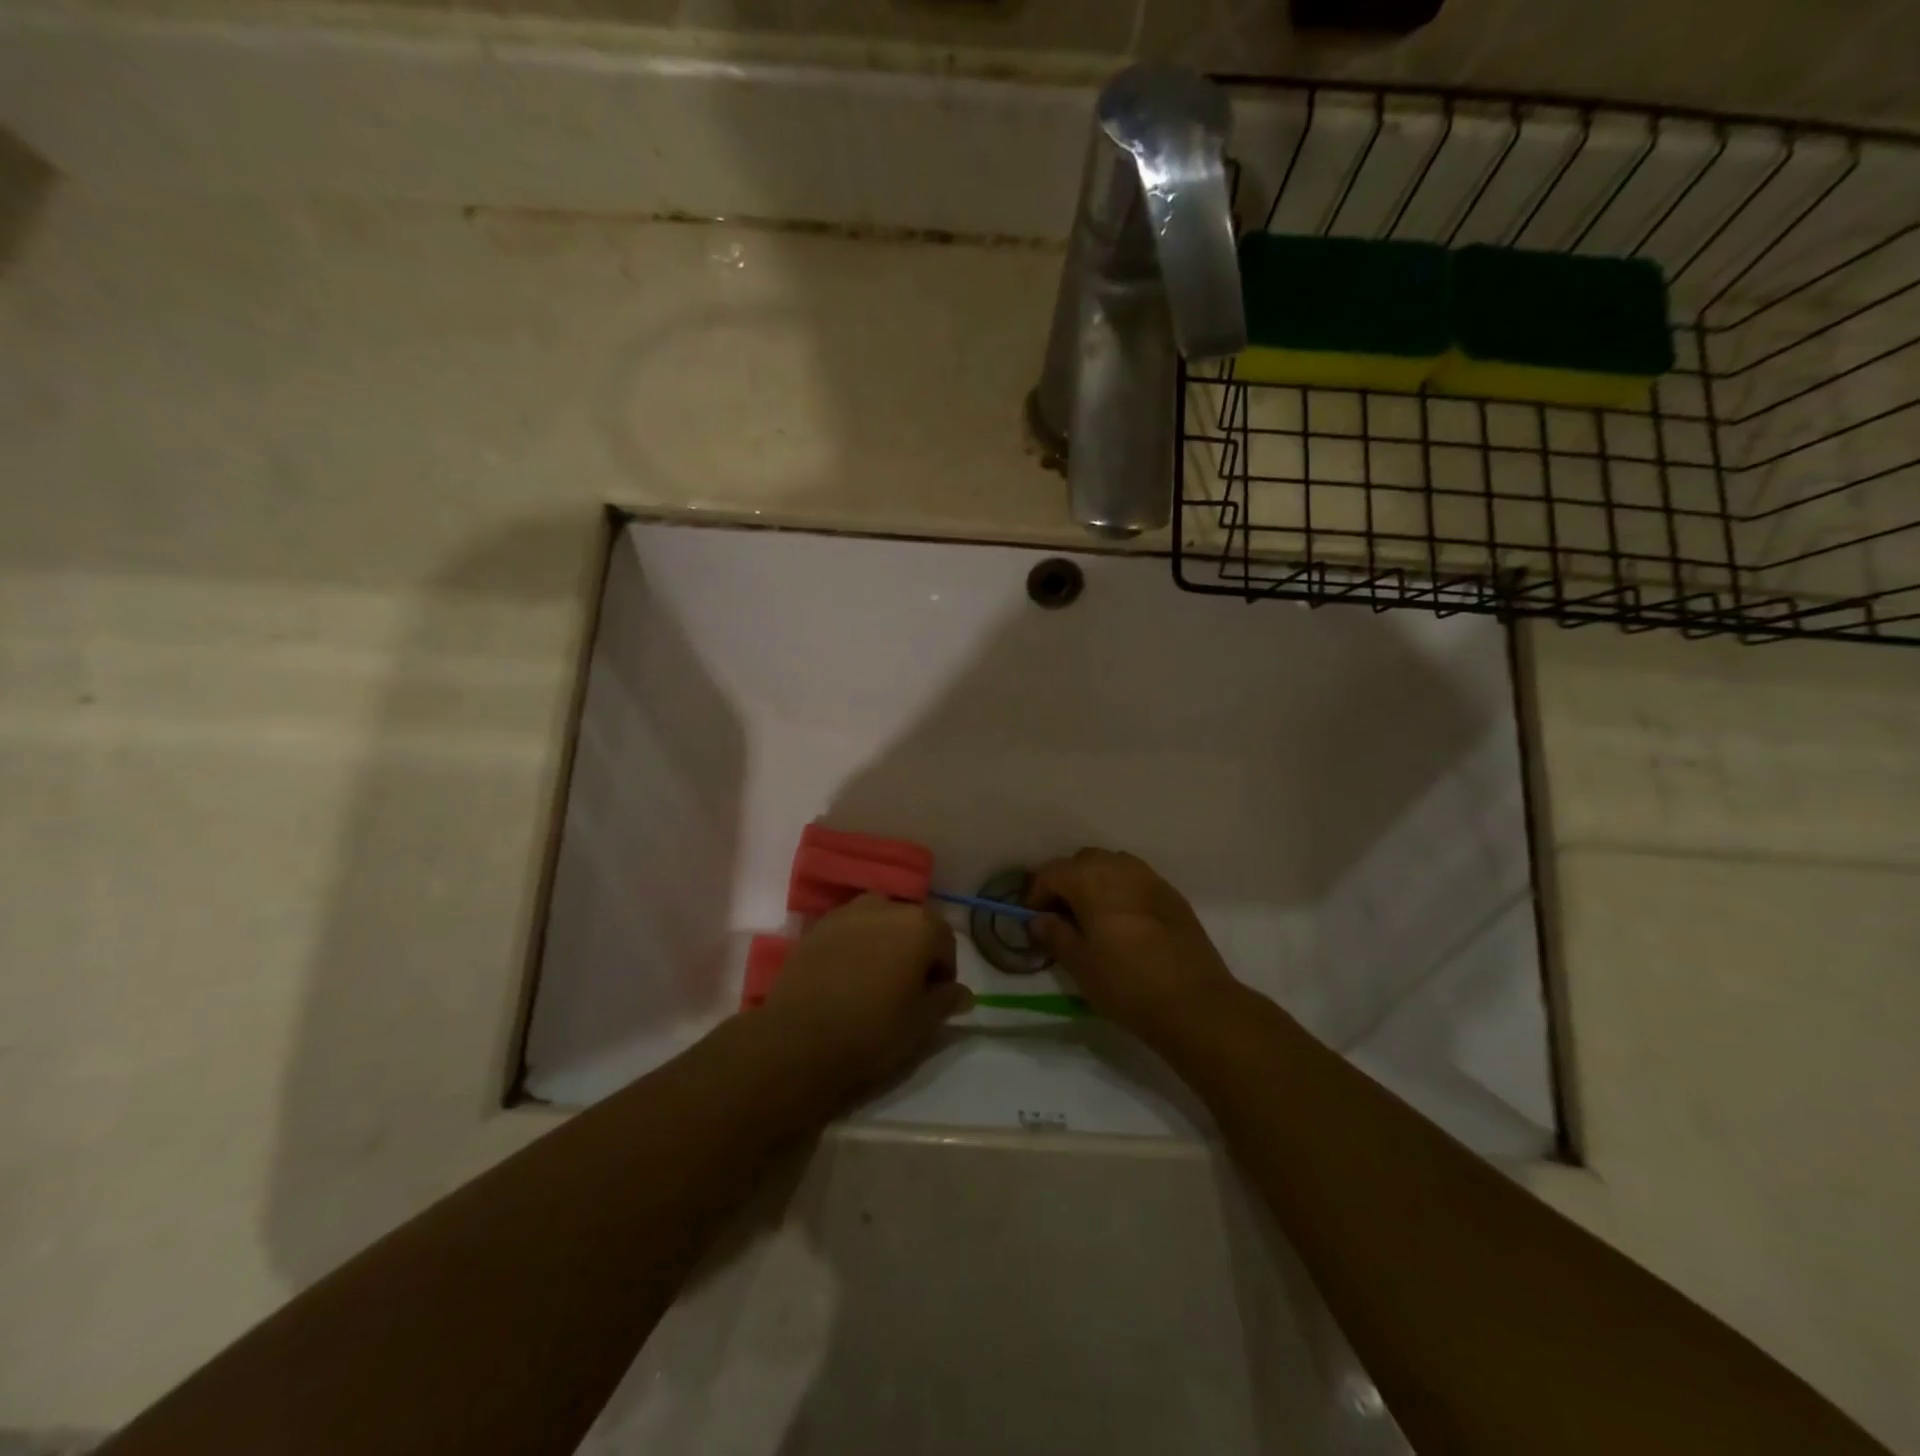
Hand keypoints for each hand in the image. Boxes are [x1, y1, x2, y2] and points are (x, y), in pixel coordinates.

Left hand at [760, 895, 972, 1094]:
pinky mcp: (817, 926)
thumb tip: (963, 993)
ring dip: (884, 942)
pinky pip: (849, 930)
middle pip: (912, 924)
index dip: (944, 971)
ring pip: (879, 922)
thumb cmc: (872, 1030)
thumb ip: (946, 1001)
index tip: (934, 998)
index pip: (945, 941)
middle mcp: (885, 906)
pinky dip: (855, 945)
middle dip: (915, 951)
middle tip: (906, 988)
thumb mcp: (921, 1023)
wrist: (799, 1039)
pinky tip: (846, 976)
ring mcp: (847, 912)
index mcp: (919, 925)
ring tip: (875, 979)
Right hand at [1028, 849, 1238, 1046]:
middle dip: (1066, 882)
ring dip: (1094, 882)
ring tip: (1091, 916)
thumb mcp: (1080, 964)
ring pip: (1111, 866)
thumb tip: (1038, 919)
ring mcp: (1150, 878)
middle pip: (1082, 862)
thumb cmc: (1127, 984)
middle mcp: (1119, 867)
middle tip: (1059, 916)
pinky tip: (1122, 922)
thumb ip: (1055, 935)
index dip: (1035, 893)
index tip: (1032, 919)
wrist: (1195, 1003)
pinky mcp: (1171, 894)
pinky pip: (1136, 880)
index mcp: (1091, 879)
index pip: (1051, 872)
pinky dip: (1120, 891)